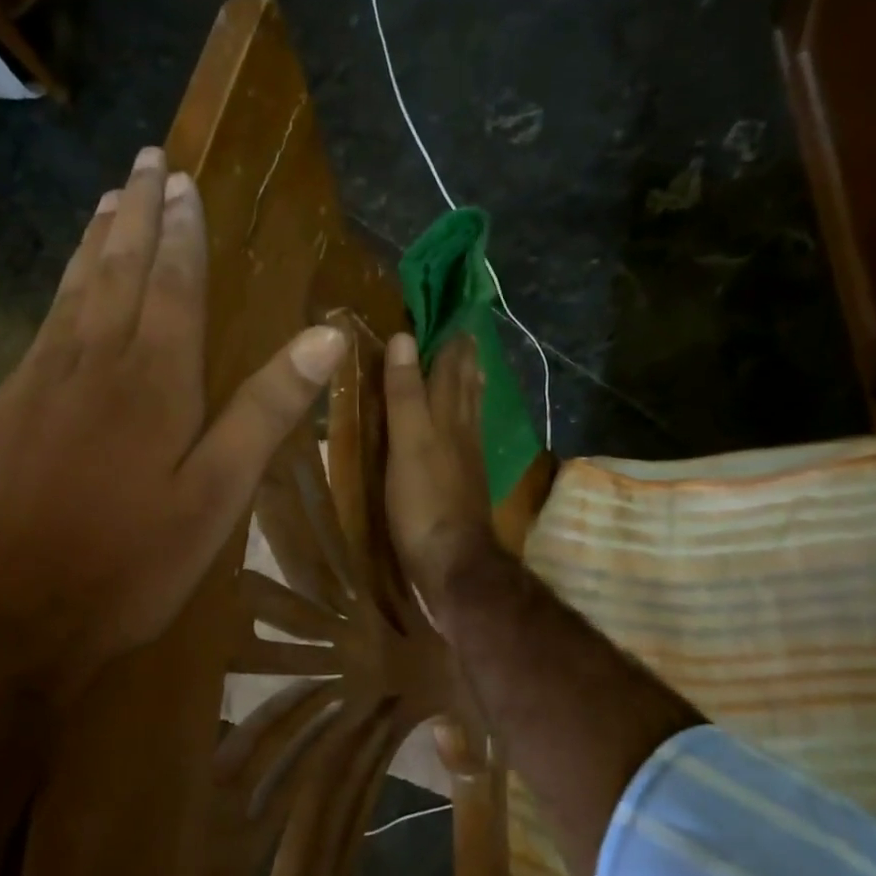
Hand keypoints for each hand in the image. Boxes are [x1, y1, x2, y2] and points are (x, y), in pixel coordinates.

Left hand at [0, 147, 347, 685]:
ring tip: (110, 200)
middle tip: (146, 161)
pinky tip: (66, 285)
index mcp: (154, 379)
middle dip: (138, 214)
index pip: (174, 284)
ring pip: (76, 290)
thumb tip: (326, 337)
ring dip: (98, 241)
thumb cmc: (129, 561)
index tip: (183, 180)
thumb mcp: (217, 495)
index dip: (183, 231)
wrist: (5, 614)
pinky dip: (62, 287)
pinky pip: (44, 324)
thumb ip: (267, 411)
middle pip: (120, 270)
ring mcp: (42, 381)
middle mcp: (95, 361)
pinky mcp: (8, 408)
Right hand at [384, 330, 499, 629]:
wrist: (454, 564)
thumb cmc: (424, 502)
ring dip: (469, 384)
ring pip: (470, 410)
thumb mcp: (407, 443)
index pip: (451, 366)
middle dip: (463, 357)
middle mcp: (463, 430)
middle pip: (466, 385)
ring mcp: (466, 458)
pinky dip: (465, 417)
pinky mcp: (463, 482)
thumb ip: (405, 393)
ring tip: (471, 366)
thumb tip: (404, 338)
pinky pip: (466, 436)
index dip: (449, 338)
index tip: (449, 311)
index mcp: (447, 416)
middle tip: (462, 331)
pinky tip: (463, 424)